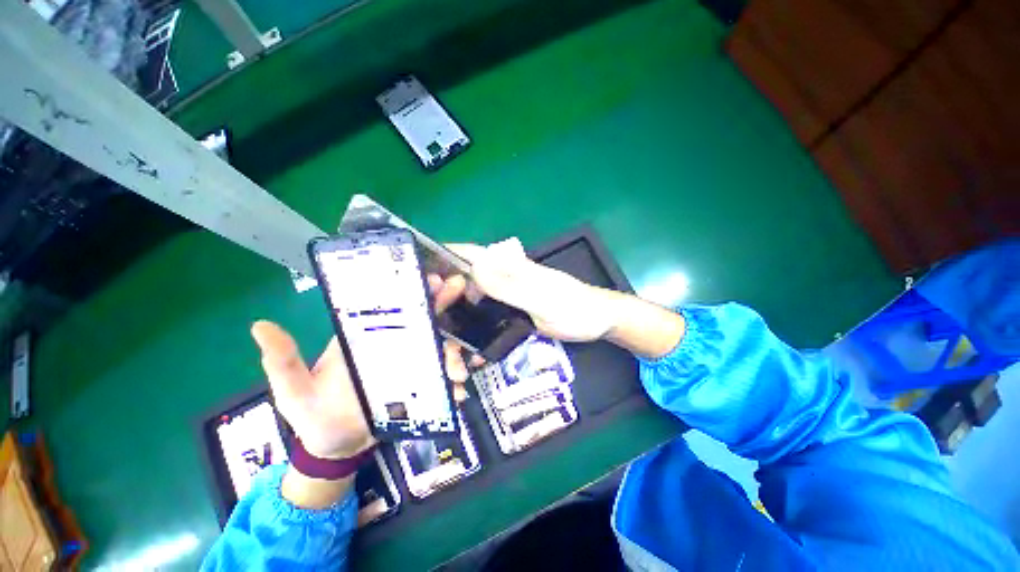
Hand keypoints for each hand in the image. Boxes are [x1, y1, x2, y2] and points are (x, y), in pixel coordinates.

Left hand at [252, 274, 471, 460]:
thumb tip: (260, 325)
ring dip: (452, 354)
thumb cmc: (312, 414)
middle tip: (460, 292)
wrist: (334, 447)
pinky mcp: (420, 389)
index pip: (393, 309)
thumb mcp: (292, 389)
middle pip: (424, 322)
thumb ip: (282, 361)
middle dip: (443, 305)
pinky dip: (454, 383)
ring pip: (438, 351)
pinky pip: (441, 381)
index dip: (414, 292)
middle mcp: (393, 347)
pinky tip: (461, 391)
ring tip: (458, 371)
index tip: (432, 280)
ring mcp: (410, 367)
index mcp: (366, 338)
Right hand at [448, 238, 620, 341]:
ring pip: (474, 299)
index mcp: (511, 267)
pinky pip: (487, 315)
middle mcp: (505, 277)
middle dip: (447, 297)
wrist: (597, 321)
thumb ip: (510, 285)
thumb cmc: (574, 307)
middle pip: (466, 279)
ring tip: (450, 345)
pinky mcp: (513, 310)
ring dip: (459, 318)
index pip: (472, 253)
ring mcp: (508, 295)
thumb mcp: (542, 298)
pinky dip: (475, 329)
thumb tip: (473, 269)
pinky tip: (471, 350)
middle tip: (435, 322)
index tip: (421, 274)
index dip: (445, 257)